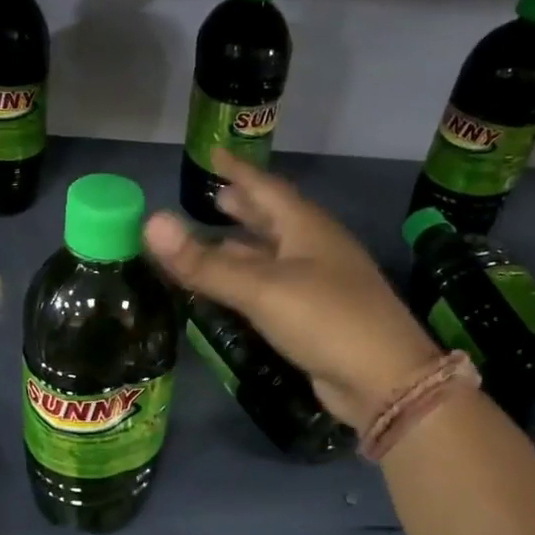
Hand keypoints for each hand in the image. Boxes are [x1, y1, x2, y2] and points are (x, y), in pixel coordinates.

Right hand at [144, 149, 439, 429]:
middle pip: (274, 219)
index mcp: (307, 228)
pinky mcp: (316, 318)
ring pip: (274, 255)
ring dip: (246, 246)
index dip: (239, 171)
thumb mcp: (261, 288)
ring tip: (215, 239)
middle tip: (214, 198)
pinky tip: (234, 290)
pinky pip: (274, 288)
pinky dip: (250, 282)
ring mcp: (319, 284)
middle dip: (245, 207)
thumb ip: (205, 262)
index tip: (214, 154)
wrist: (383, 380)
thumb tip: (151, 223)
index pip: (266, 188)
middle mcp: (315, 249)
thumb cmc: (325, 319)